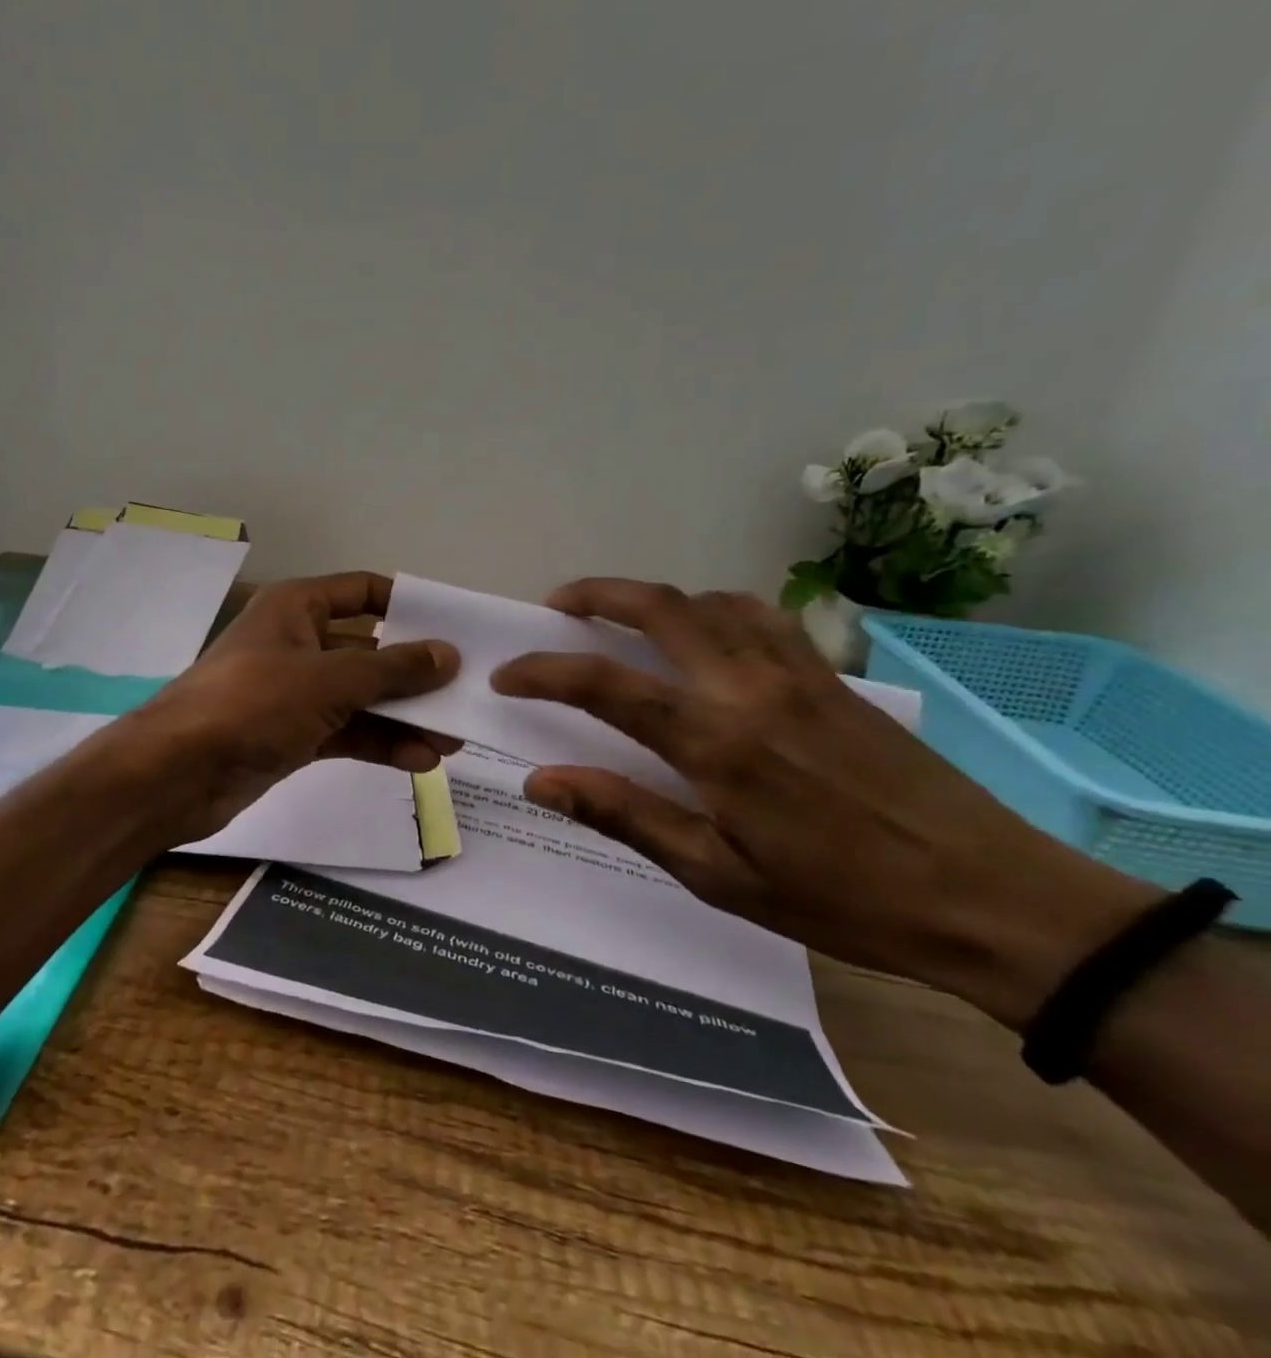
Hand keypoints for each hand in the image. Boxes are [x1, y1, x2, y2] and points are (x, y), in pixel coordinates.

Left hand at [112, 571, 460, 846]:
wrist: (176, 773)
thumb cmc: (251, 704)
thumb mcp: (329, 680)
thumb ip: (392, 669)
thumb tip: (448, 654)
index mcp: (297, 608)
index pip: (363, 592)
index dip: (408, 606)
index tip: (454, 630)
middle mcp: (297, 643)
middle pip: (369, 650)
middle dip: (414, 676)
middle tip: (465, 697)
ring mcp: (293, 692)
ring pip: (360, 697)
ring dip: (403, 718)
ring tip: (453, 741)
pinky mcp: (291, 734)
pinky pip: (345, 731)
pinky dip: (378, 743)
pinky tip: (418, 761)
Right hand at [491, 579, 1157, 1027]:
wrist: (989, 898)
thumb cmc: (840, 900)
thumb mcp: (718, 876)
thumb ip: (624, 815)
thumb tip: (540, 781)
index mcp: (714, 742)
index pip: (603, 684)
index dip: (542, 671)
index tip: (506, 677)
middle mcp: (748, 688)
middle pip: (657, 608)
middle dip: (594, 595)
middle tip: (555, 606)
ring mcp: (796, 673)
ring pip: (708, 601)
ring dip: (652, 598)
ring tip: (619, 616)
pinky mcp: (832, 676)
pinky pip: (761, 615)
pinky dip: (714, 607)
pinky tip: (705, 632)